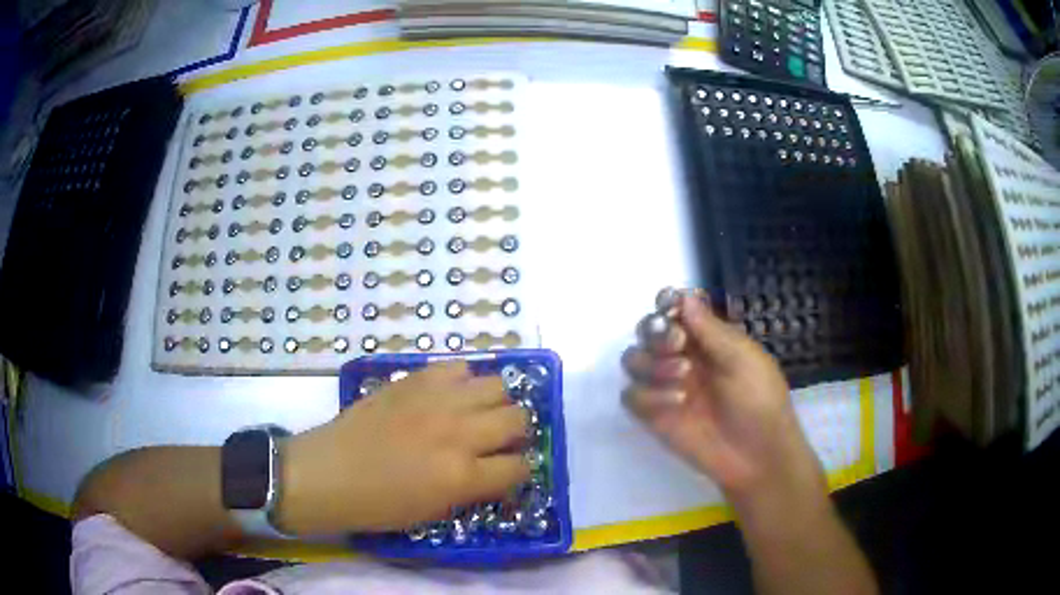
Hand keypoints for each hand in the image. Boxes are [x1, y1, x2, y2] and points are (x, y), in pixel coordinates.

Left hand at [276, 361, 530, 534]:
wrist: (330, 472)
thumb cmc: (379, 505)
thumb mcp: (435, 511)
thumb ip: (474, 489)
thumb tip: (498, 471)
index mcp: (462, 475)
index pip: (520, 467)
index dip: (521, 470)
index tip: (512, 470)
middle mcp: (458, 432)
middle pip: (517, 418)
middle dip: (516, 433)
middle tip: (499, 442)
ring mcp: (437, 401)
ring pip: (497, 386)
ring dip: (496, 403)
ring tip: (480, 414)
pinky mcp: (415, 380)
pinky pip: (459, 367)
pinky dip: (464, 381)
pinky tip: (452, 396)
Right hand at [622, 291, 824, 503]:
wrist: (755, 454)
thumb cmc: (759, 400)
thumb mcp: (743, 359)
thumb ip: (710, 329)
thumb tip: (684, 296)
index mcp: (706, 338)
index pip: (675, 310)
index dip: (667, 304)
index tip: (670, 308)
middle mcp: (681, 357)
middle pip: (647, 330)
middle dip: (657, 333)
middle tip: (678, 345)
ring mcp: (665, 386)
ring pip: (633, 360)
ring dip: (652, 364)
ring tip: (683, 378)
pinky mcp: (653, 415)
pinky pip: (631, 396)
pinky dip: (648, 396)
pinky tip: (676, 404)